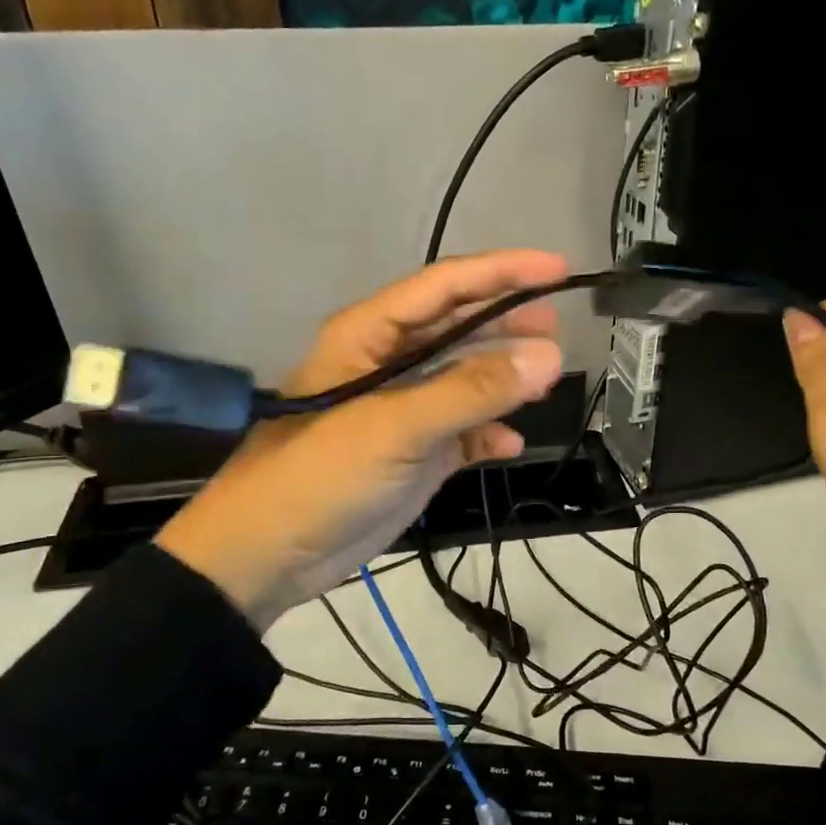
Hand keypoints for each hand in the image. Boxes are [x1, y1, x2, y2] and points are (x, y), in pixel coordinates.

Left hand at [155, 250, 566, 628]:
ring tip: (548, 383)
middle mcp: (389, 364)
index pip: (445, 287)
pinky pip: (462, 433)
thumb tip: (549, 356)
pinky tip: (511, 444)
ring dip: (504, 381)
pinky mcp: (412, 455)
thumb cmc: (320, 476)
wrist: (267, 556)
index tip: (558, 269)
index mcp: (370, 335)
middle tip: (558, 329)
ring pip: (464, 381)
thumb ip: (471, 390)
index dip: (502, 272)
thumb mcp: (395, 426)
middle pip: (458, 328)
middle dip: (507, 324)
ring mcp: (402, 411)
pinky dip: (487, 435)